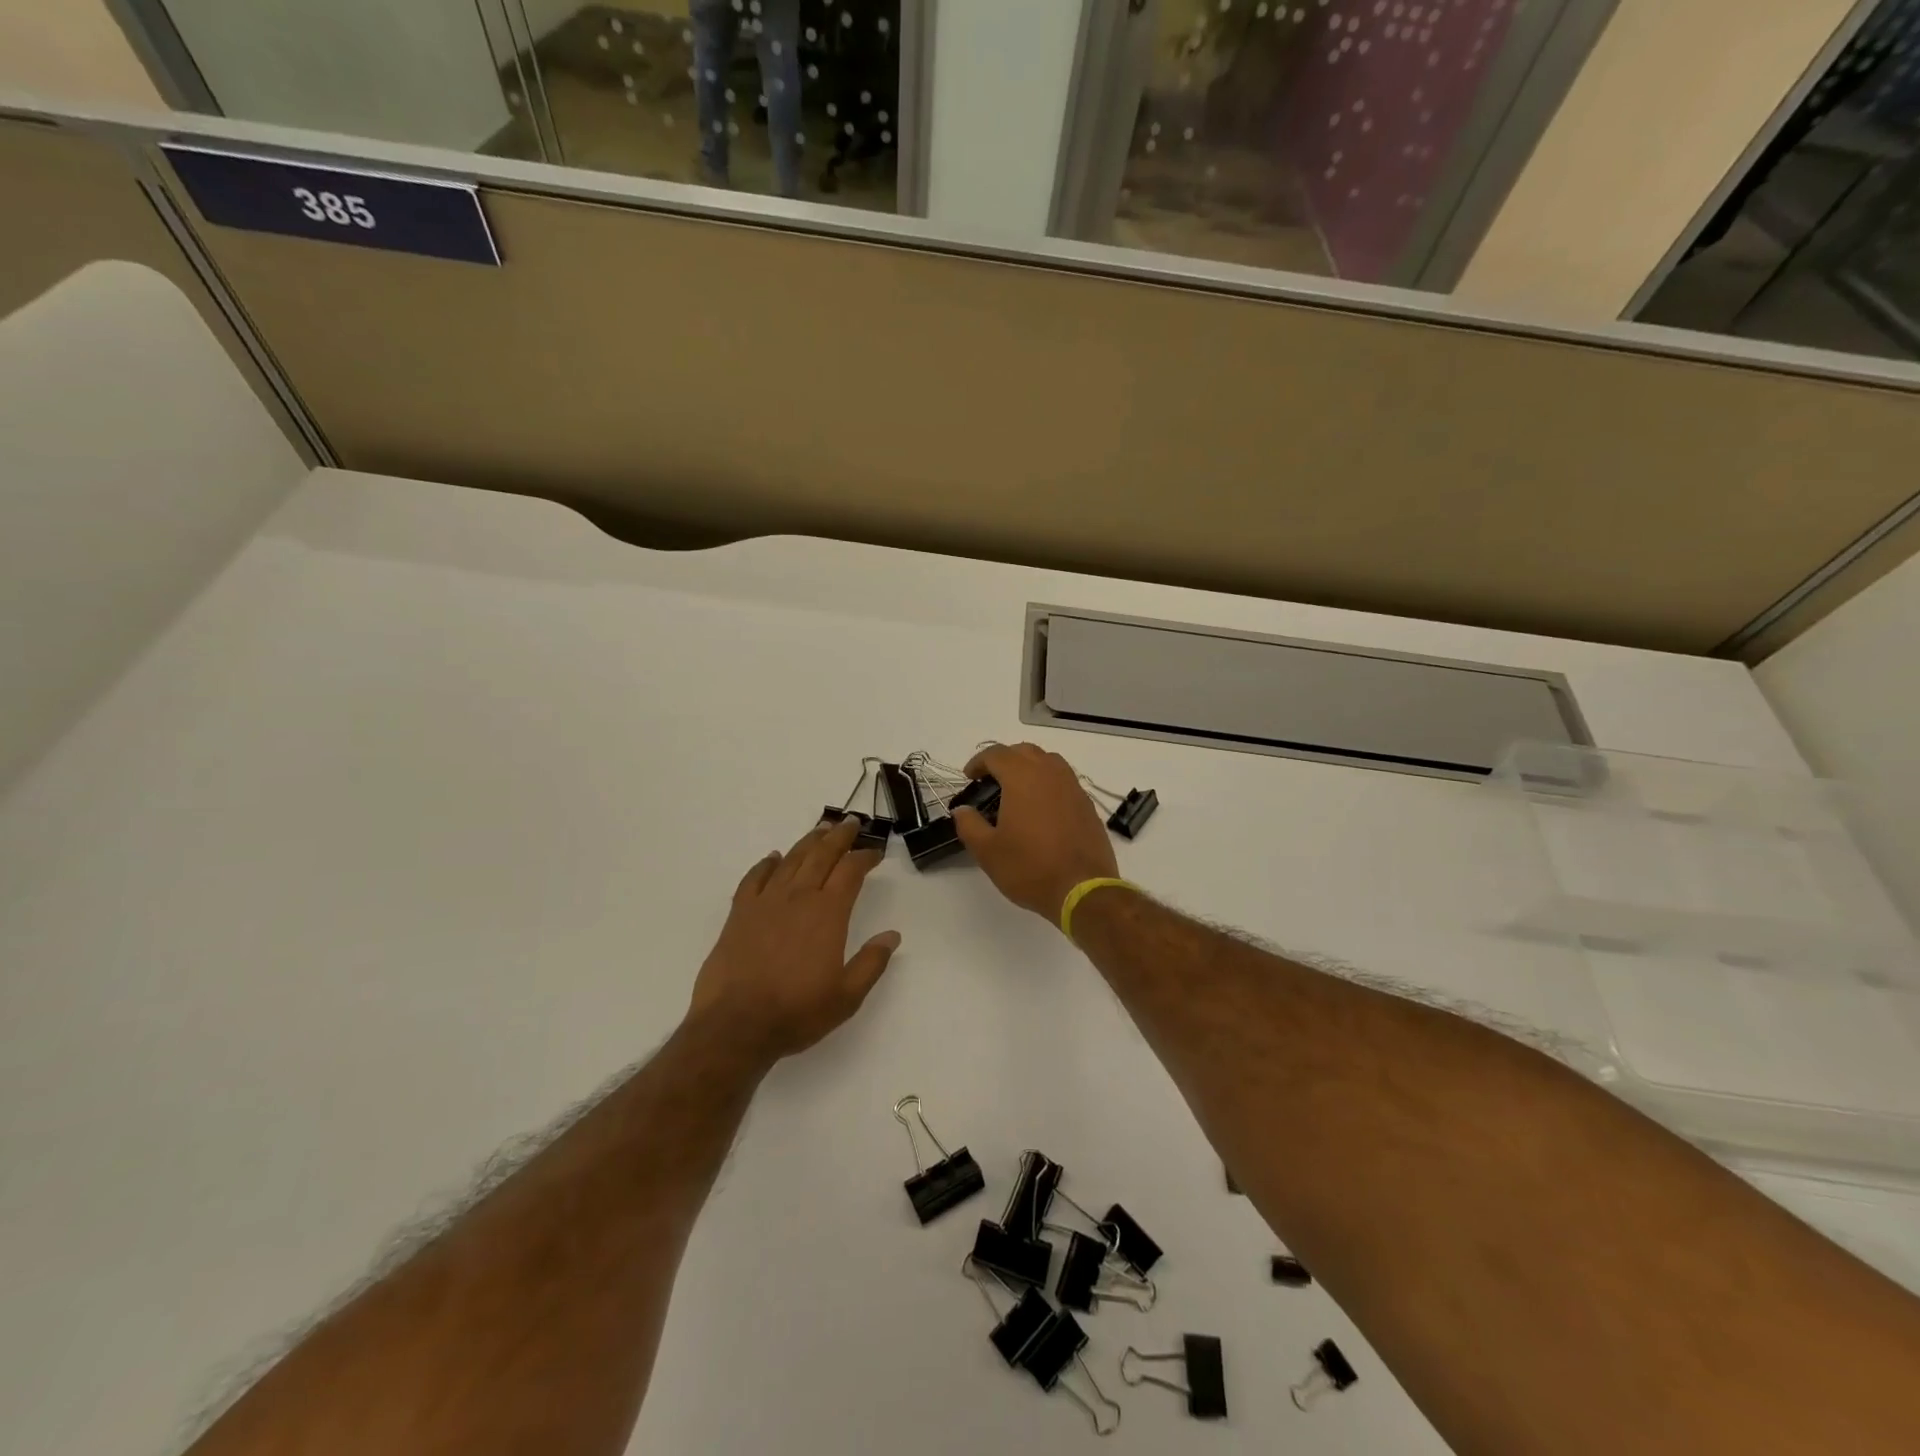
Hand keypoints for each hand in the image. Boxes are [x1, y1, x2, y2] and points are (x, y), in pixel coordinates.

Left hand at [690, 816, 900, 1061]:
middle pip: (822, 855)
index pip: (850, 871)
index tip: (875, 853)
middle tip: (852, 823)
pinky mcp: (739, 913)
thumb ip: (872, 963)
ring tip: (821, 829)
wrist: (735, 1025)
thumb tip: (892, 935)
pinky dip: (766, 864)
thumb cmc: (797, 1012)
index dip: (865, 857)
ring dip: (808, 841)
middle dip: (840, 836)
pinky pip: (754, 878)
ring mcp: (765, 902)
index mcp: (828, 913)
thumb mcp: (847, 996)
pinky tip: (773, 858)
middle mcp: (798, 897)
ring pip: (791, 860)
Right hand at [951, 742, 1118, 920]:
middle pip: (1024, 751)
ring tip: (1017, 791)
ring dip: (1029, 768)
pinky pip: (1064, 781)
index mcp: (1023, 777)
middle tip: (991, 781)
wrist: (1082, 890)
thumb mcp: (987, 851)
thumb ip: (969, 825)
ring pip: (1048, 762)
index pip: (996, 754)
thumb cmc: (1030, 868)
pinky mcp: (1087, 804)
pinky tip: (1041, 809)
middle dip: (1004, 760)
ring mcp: (1073, 787)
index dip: (978, 762)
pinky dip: (1048, 784)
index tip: (969, 778)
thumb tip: (962, 810)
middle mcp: (1050, 773)